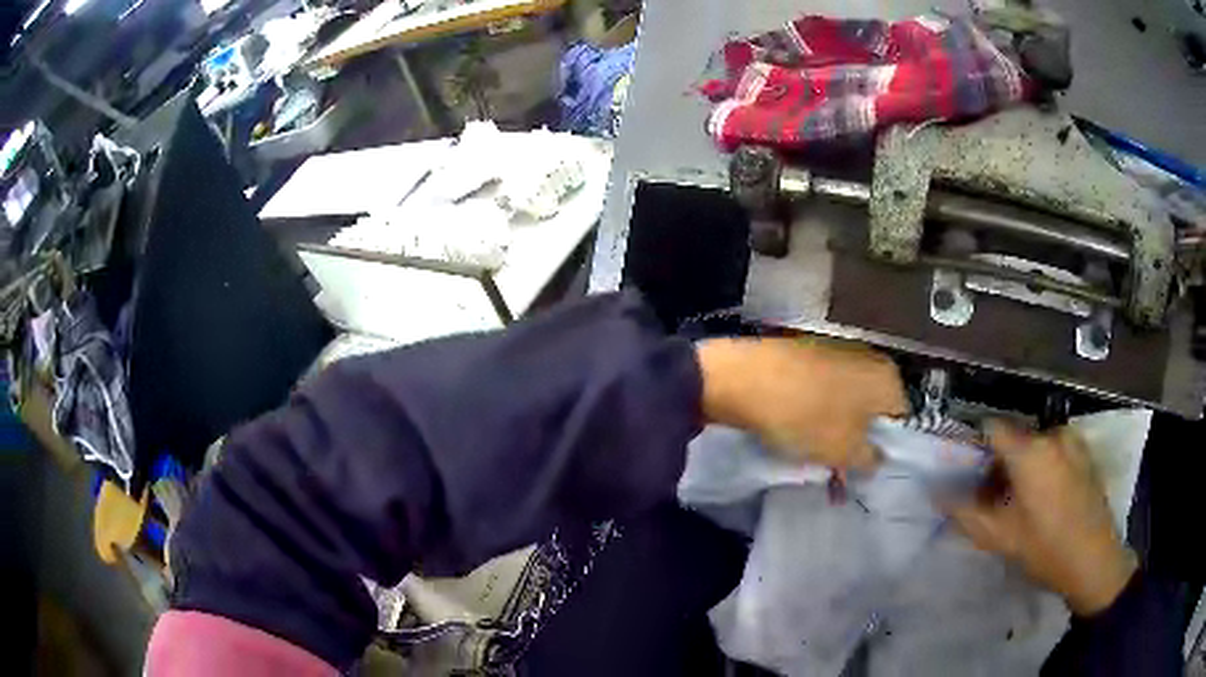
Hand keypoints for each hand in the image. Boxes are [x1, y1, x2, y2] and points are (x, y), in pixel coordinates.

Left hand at [695, 337, 906, 468]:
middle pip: (873, 407)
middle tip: (838, 463)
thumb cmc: (807, 416)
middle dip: (858, 436)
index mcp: (888, 378)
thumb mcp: (846, 452)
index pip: (901, 418)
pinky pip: (823, 387)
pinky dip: (816, 407)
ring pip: (847, 398)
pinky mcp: (808, 351)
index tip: (865, 466)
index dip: (885, 446)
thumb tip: (877, 458)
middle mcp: (870, 357)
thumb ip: (870, 459)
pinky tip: (797, 424)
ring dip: (836, 424)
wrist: (745, 378)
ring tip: (814, 449)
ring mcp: (838, 350)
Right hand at [946, 423, 1137, 615]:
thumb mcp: (999, 537)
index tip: (967, 473)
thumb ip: (964, 512)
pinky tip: (1043, 500)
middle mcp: (1052, 434)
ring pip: (1035, 445)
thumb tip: (935, 492)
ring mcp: (1072, 441)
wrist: (1094, 560)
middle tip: (993, 498)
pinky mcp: (1084, 453)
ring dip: (1021, 466)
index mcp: (1030, 450)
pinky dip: (1041, 466)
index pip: (992, 427)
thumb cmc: (1045, 548)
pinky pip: (1053, 450)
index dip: (975, 447)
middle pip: (1014, 437)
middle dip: (998, 463)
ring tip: (1019, 503)